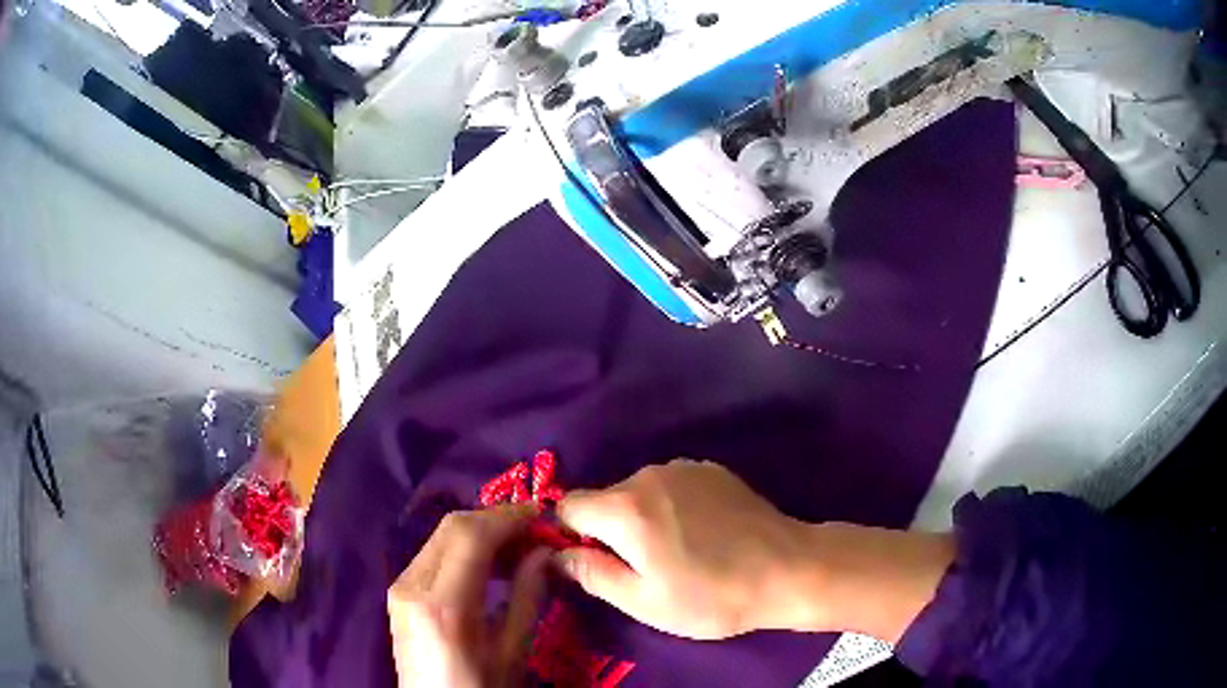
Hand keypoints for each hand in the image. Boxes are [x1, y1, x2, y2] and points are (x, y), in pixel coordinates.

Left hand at [388, 503, 549, 687]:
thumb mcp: (513, 651)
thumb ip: (528, 596)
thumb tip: (543, 552)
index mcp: (444, 604)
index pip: (471, 535)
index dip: (507, 517)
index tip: (541, 514)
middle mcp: (412, 585)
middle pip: (452, 527)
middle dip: (495, 520)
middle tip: (533, 531)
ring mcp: (399, 587)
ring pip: (441, 537)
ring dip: (480, 533)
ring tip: (517, 550)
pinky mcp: (397, 593)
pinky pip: (432, 555)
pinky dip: (463, 550)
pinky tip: (488, 566)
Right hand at [554, 460, 954, 642]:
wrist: (787, 569)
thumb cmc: (710, 595)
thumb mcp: (643, 601)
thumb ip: (591, 573)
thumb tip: (556, 554)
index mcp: (624, 508)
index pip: (567, 506)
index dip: (568, 534)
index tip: (590, 560)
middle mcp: (649, 475)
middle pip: (606, 499)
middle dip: (610, 530)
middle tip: (643, 569)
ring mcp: (685, 468)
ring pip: (640, 493)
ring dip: (643, 519)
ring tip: (680, 553)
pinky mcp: (713, 470)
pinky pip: (672, 487)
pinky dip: (673, 508)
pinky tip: (705, 534)